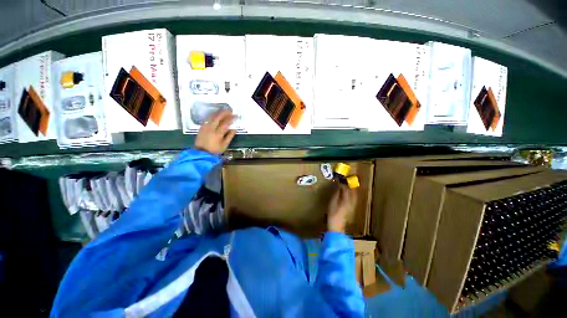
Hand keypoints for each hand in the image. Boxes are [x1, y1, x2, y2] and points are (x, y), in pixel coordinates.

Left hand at [194, 110, 236, 154]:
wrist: (202, 153)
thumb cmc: (215, 150)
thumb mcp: (224, 145)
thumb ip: (229, 136)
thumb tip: (234, 129)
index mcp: (218, 133)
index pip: (225, 123)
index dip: (231, 118)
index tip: (235, 116)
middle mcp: (211, 128)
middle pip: (218, 118)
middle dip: (224, 113)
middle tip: (230, 111)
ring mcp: (205, 127)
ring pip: (211, 117)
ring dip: (218, 113)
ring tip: (223, 111)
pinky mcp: (201, 128)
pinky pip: (207, 119)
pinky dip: (212, 116)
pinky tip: (214, 116)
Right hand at [327, 184, 357, 232]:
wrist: (337, 226)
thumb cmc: (332, 214)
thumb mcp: (332, 203)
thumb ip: (336, 194)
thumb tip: (339, 187)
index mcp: (346, 200)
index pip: (346, 190)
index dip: (344, 185)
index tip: (340, 181)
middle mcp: (351, 203)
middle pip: (353, 192)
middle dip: (350, 186)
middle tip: (346, 182)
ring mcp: (353, 206)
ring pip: (355, 196)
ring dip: (352, 190)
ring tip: (348, 187)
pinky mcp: (352, 209)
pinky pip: (354, 199)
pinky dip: (353, 195)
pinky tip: (349, 195)